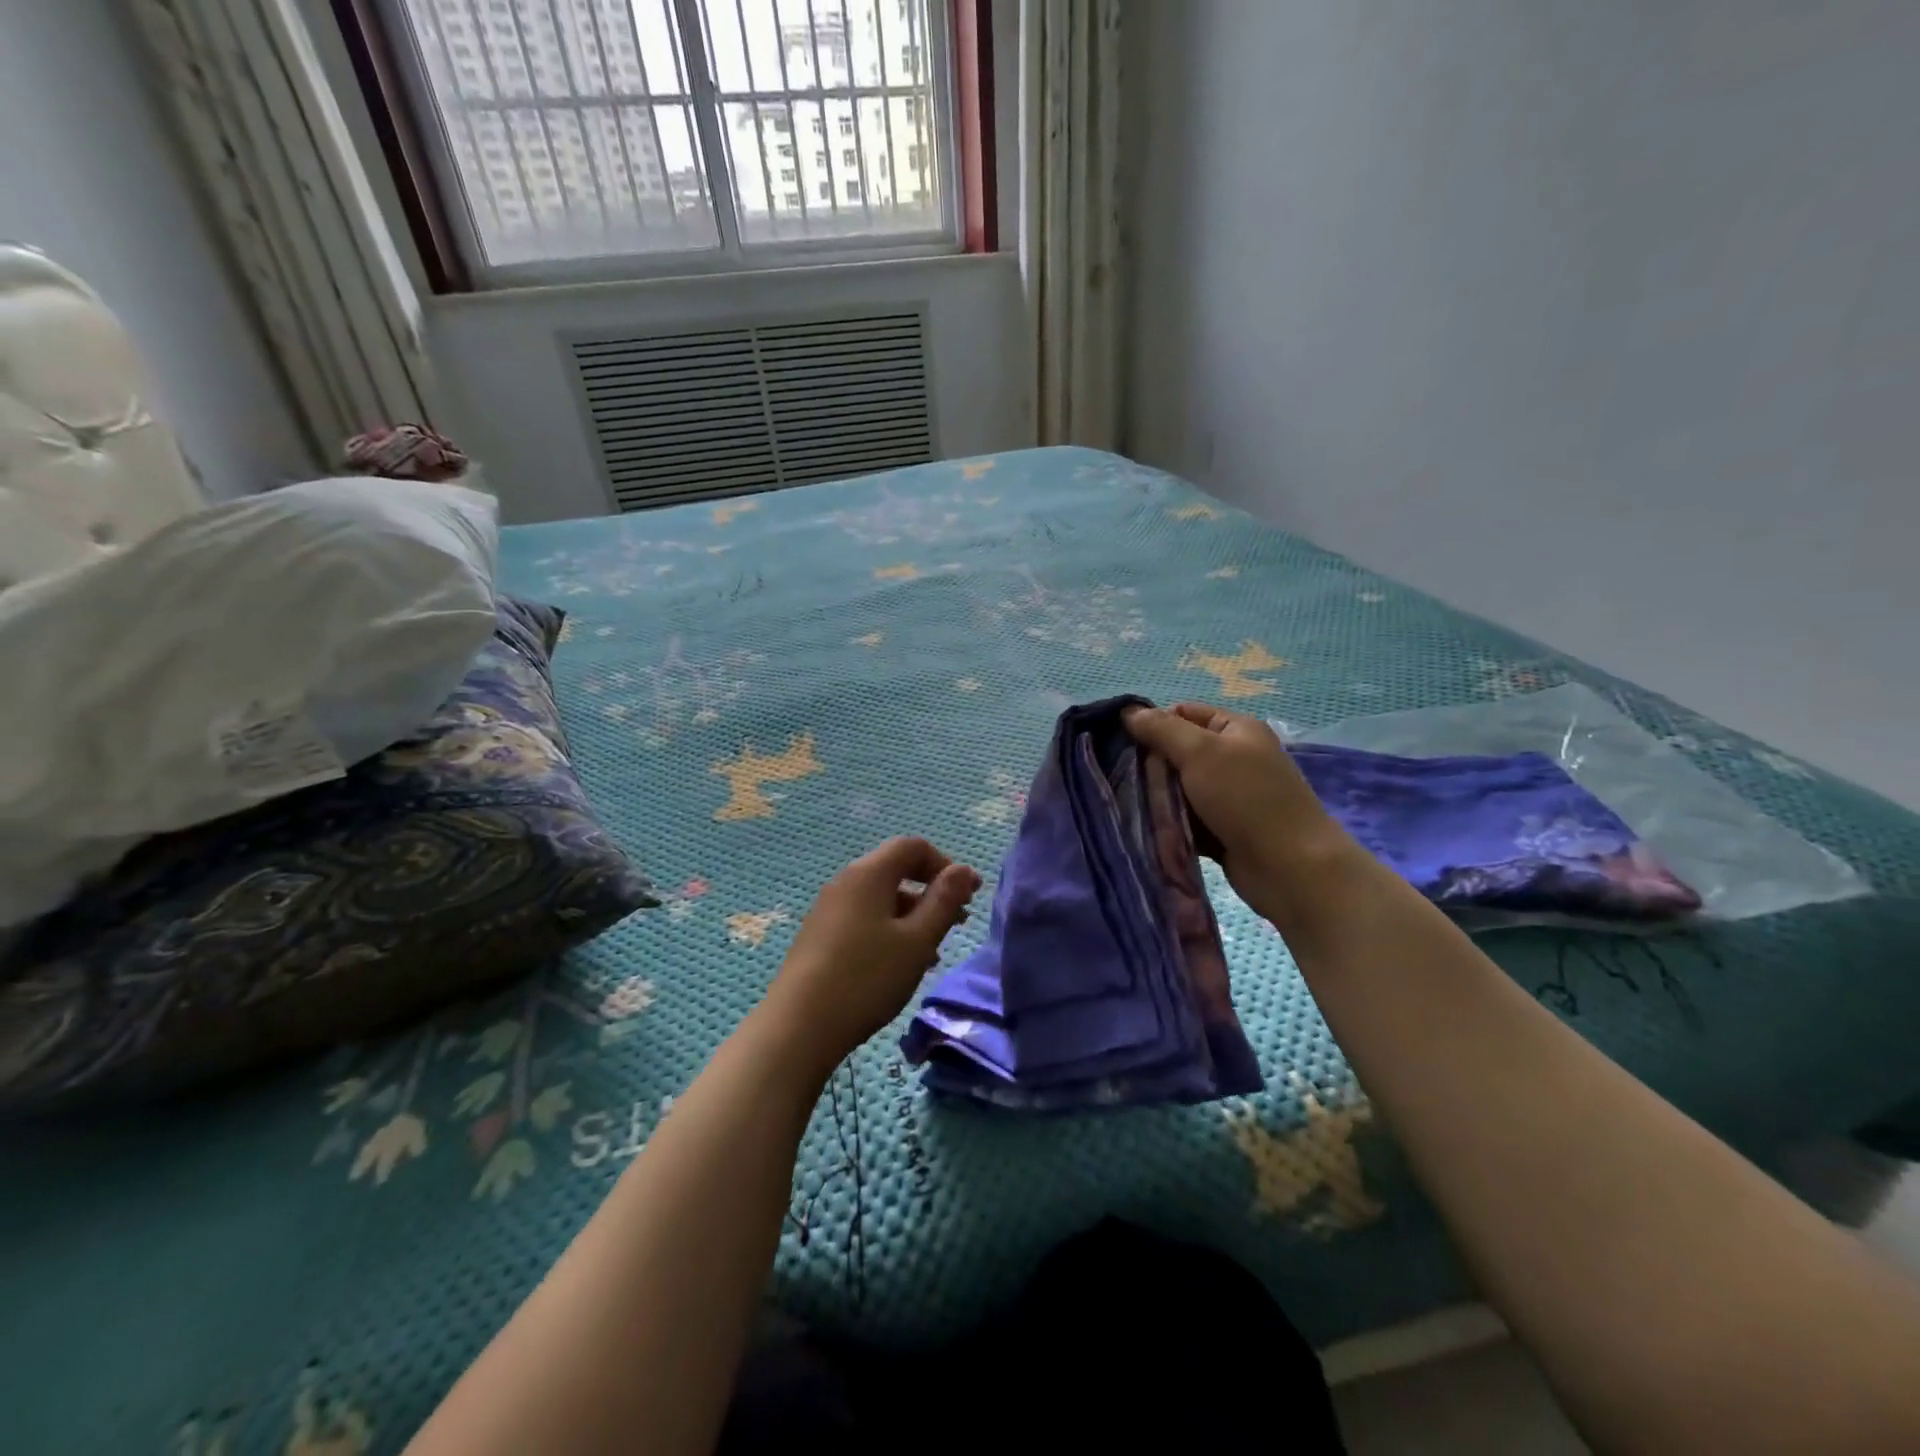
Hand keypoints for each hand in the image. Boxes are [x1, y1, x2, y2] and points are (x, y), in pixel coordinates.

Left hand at [761, 837, 980, 1077]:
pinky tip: (900, 964)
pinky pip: (863, 917)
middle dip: (931, 890)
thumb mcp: (917, 940)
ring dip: (913, 914)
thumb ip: (943, 901)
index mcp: (869, 873)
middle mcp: (846, 881)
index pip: (913, 847)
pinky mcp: (820, 935)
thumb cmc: (867, 977)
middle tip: (958, 921)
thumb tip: (963, 870)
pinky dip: (889, 929)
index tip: (969, 894)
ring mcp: (828, 908)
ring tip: (934, 950)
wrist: (798, 1026)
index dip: (945, 864)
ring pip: (880, 897)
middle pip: (895, 869)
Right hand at [1122, 701, 1359, 923]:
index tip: (1123, 745)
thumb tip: (1127, 712)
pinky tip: (1149, 828)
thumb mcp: (1201, 753)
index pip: (1184, 714)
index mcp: (1237, 729)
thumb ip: (1162, 730)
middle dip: (1152, 765)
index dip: (1153, 725)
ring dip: (1159, 798)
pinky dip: (1171, 823)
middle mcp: (1235, 758)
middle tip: (1124, 779)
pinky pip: (1187, 819)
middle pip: (1178, 752)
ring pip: (1180, 788)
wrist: (1290, 868)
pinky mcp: (1224, 829)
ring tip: (1132, 806)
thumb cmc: (1246, 799)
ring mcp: (1230, 796)